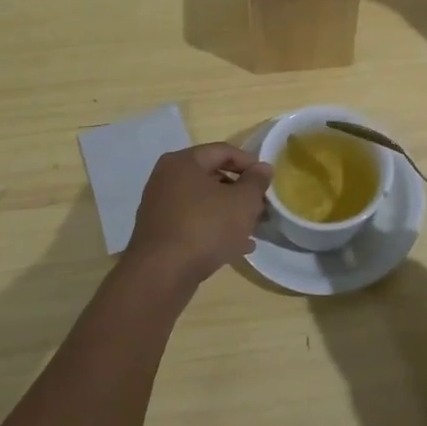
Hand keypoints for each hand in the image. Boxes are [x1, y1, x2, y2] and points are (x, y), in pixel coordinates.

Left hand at [123, 144, 272, 292]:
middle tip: (260, 205)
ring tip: (252, 228)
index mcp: (183, 162)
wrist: (162, 274)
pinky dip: (213, 228)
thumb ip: (256, 181)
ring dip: (229, 212)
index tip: (267, 180)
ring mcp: (159, 207)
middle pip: (211, 176)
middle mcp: (166, 178)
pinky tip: (236, 247)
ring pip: (203, 202)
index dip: (249, 163)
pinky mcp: (159, 233)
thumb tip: (262, 168)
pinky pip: (193, 222)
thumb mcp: (243, 202)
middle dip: (240, 191)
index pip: (223, 151)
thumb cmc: (206, 227)